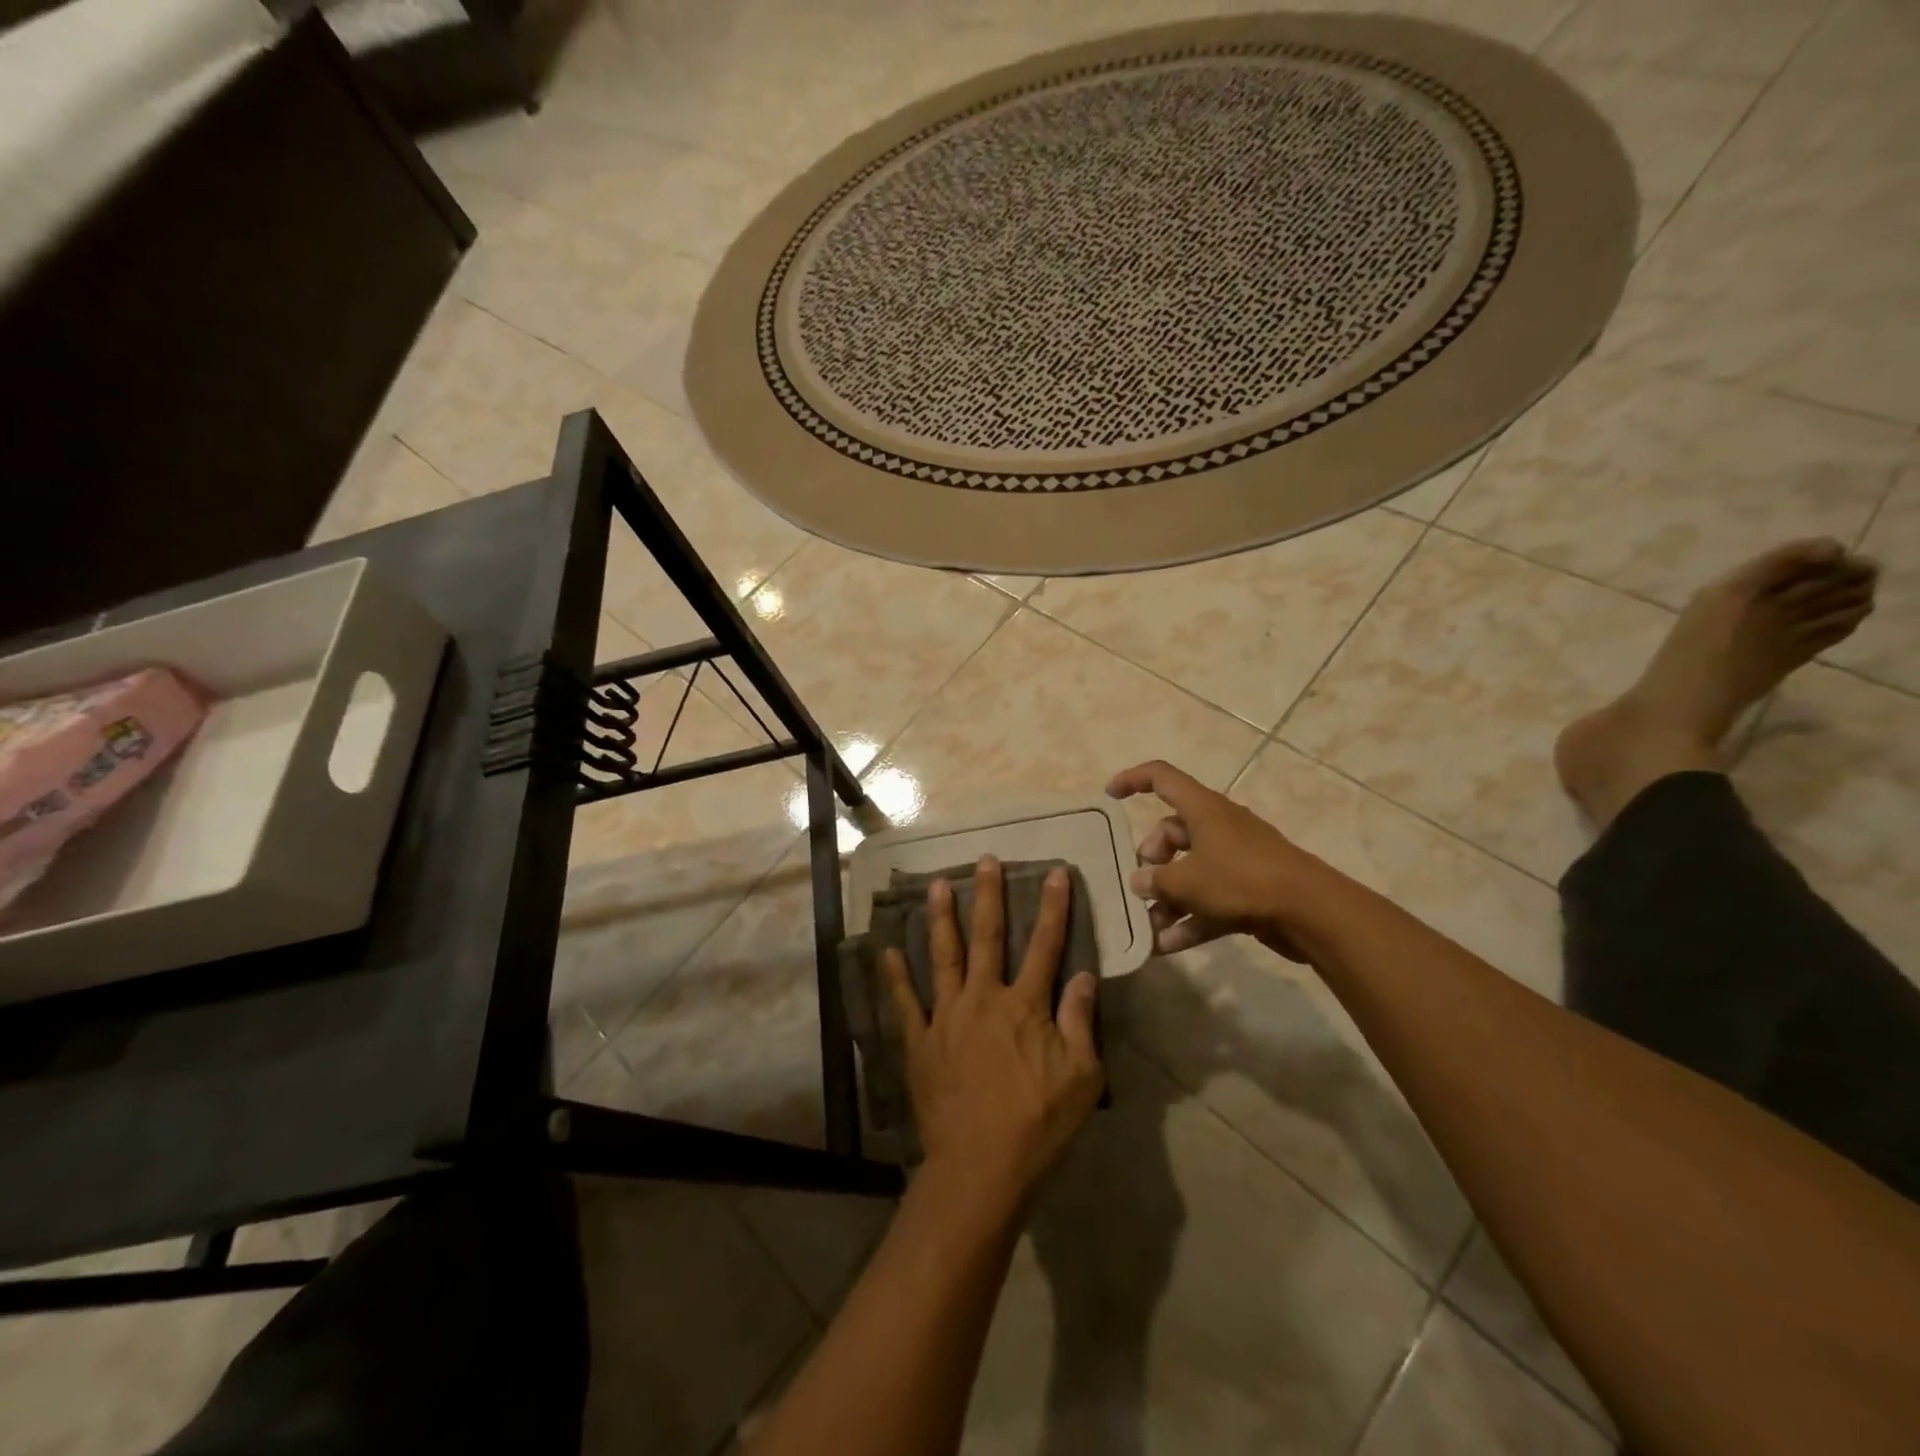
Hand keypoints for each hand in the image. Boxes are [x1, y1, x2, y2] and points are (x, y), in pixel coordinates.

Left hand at [881, 857, 1103, 1212]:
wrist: (979, 1167)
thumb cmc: (1038, 1124)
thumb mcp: (1082, 1078)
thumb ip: (1081, 1022)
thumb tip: (1085, 975)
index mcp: (1025, 1005)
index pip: (1045, 945)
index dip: (1053, 907)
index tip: (1055, 873)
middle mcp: (983, 998)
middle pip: (987, 937)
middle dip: (989, 896)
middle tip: (985, 860)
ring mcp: (946, 1017)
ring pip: (943, 957)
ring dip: (941, 919)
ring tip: (937, 885)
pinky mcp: (920, 1042)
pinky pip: (905, 1002)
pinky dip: (894, 976)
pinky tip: (886, 950)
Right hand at [1106, 759, 1322, 959]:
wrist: (1310, 912)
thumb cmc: (1241, 880)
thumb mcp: (1187, 881)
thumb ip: (1156, 881)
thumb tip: (1140, 882)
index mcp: (1203, 809)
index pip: (1161, 778)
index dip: (1133, 780)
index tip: (1110, 796)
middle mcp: (1218, 827)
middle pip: (1172, 832)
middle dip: (1151, 859)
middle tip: (1141, 885)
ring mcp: (1235, 860)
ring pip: (1190, 870)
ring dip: (1167, 898)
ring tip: (1148, 926)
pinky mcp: (1248, 890)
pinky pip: (1209, 900)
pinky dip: (1189, 920)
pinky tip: (1167, 948)